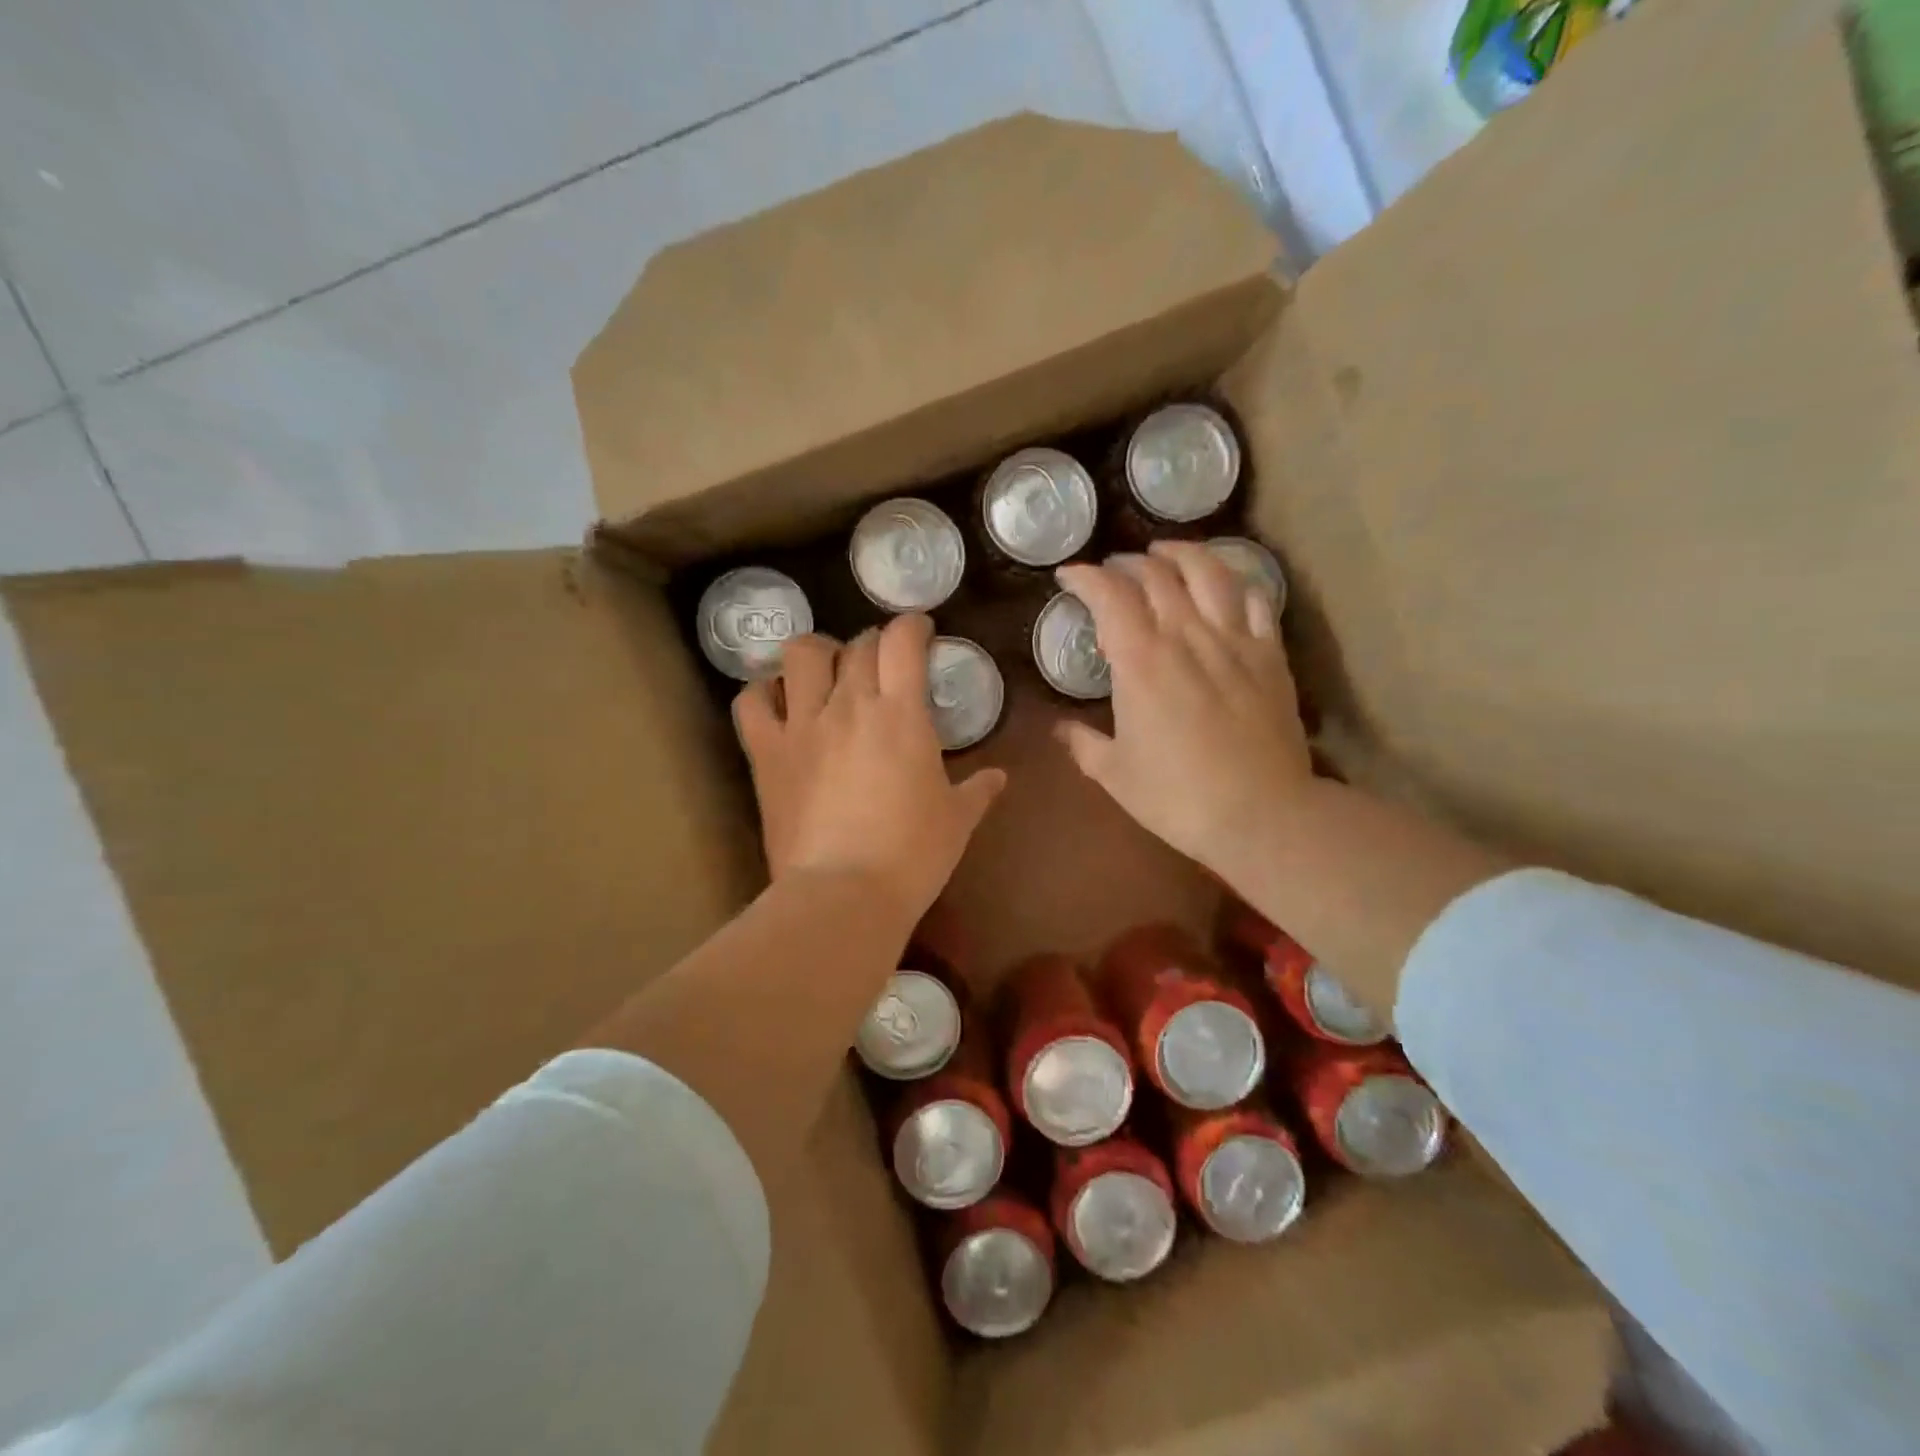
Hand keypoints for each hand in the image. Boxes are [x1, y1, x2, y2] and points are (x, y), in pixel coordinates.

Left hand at [733, 614, 1006, 927]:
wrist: (844, 894)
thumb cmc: (912, 855)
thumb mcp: (957, 820)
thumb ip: (978, 790)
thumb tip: (998, 777)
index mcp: (901, 713)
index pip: (903, 642)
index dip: (913, 626)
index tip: (921, 631)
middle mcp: (848, 705)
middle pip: (857, 645)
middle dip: (874, 643)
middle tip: (883, 664)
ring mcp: (802, 725)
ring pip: (800, 655)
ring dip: (817, 652)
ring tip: (826, 670)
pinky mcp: (767, 753)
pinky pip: (752, 702)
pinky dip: (763, 692)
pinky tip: (778, 702)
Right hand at [1054, 542, 1311, 878]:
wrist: (1260, 814)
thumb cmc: (1176, 796)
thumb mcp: (1114, 774)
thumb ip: (1083, 744)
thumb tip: (1060, 729)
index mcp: (1140, 660)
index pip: (1109, 594)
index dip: (1085, 576)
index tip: (1069, 575)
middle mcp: (1186, 635)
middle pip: (1156, 574)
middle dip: (1128, 562)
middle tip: (1113, 570)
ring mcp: (1234, 641)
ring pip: (1209, 572)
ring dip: (1182, 553)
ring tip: (1166, 552)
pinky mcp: (1270, 655)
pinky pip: (1255, 599)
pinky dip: (1235, 582)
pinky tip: (1224, 585)